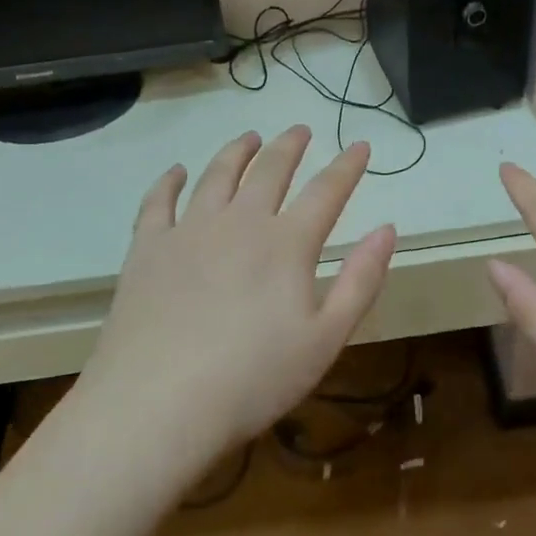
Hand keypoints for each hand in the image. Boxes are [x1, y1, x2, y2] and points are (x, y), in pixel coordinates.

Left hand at [74, 127, 396, 478]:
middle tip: (300, 130)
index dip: (347, 166)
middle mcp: (240, 222)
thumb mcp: (326, 338)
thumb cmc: (253, 379)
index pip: (327, 191)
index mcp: (287, 243)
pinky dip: (170, 181)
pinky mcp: (148, 248)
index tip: (360, 145)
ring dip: (237, 151)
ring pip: (217, 175)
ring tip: (249, 137)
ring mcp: (189, 230)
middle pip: (270, 169)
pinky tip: (177, 172)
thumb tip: (388, 229)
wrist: (158, 405)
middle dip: (290, 146)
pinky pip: (159, 201)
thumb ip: (361, 280)